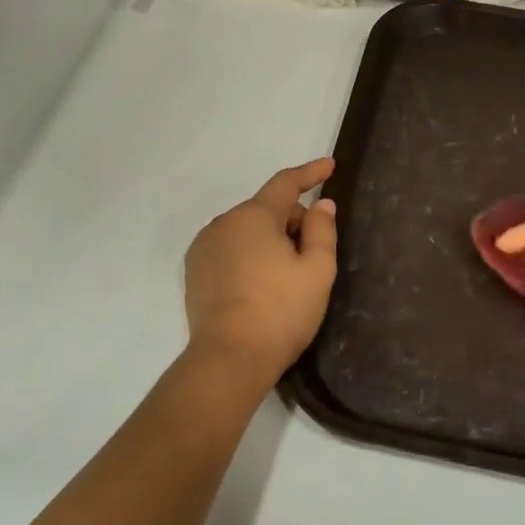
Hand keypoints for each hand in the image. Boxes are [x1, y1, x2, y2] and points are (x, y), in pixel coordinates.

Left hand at [184, 159, 338, 386]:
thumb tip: (321, 205)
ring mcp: (204, 248)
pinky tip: (261, 286)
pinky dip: (249, 256)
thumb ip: (321, 231)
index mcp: (254, 216)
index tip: (329, 166)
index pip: (286, 183)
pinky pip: (230, 250)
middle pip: (267, 210)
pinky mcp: (195, 272)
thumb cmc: (281, 312)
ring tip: (287, 277)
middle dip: (293, 222)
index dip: (311, 173)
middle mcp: (224, 223)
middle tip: (313, 256)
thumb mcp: (316, 270)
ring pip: (248, 231)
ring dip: (270, 241)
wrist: (229, 359)